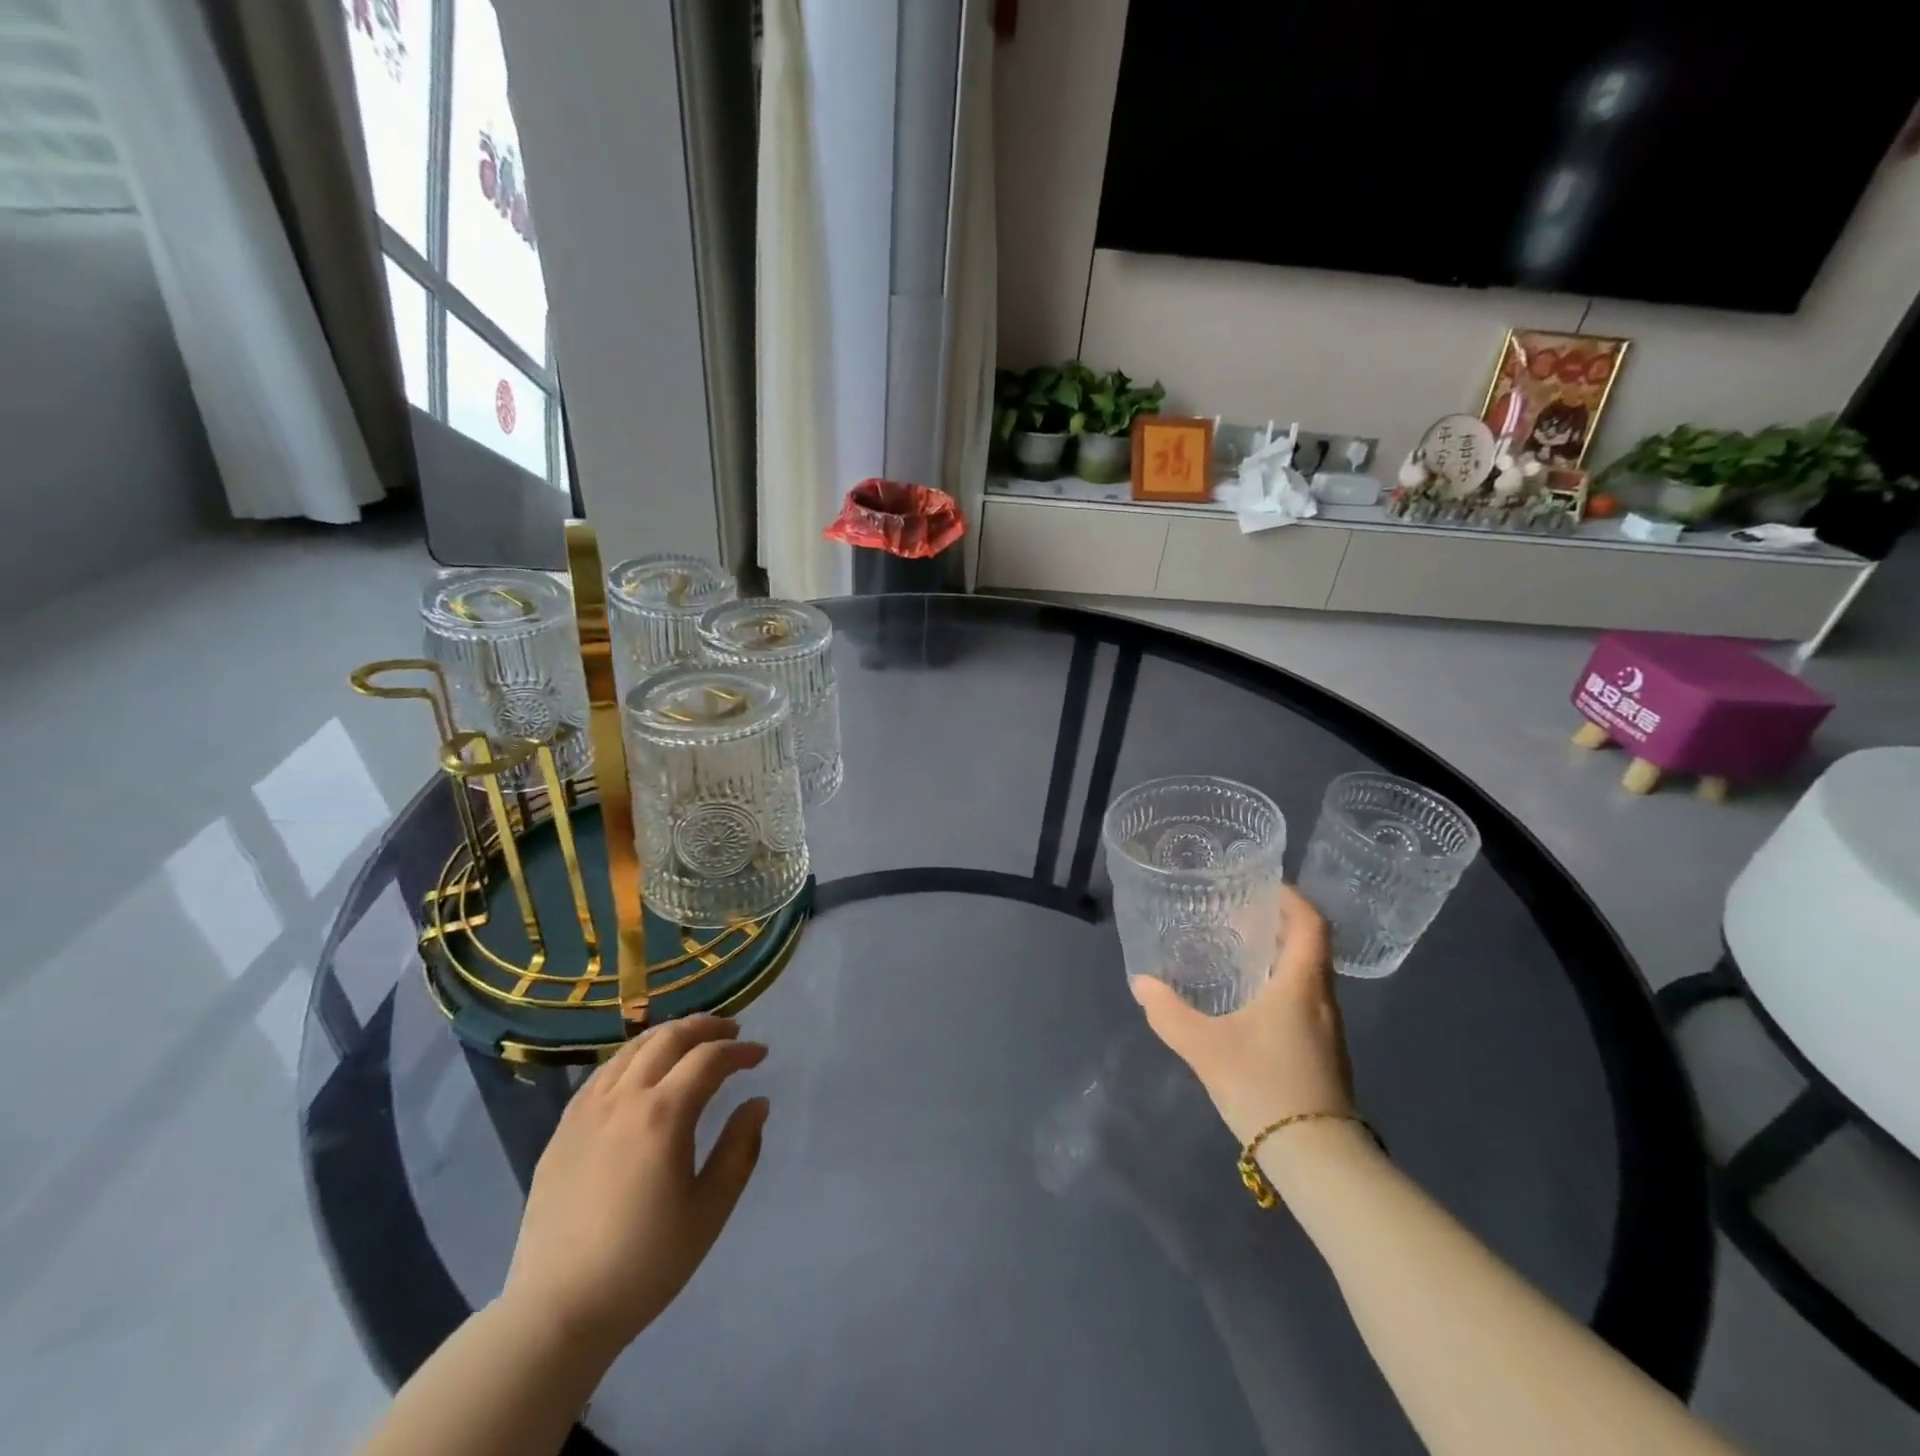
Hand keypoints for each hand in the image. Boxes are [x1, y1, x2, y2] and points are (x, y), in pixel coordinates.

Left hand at [500, 1015, 768, 1359]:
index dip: (740, 1051)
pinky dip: (632, 1058)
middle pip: (668, 1038)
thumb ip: (739, 1148)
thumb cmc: (646, 1263)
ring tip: (690, 1042)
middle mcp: (623, 1098)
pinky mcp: (563, 1129)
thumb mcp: (710, 1208)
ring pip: (632, 1049)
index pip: (709, 1058)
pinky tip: (641, 1072)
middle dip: (705, 1027)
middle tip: (731, 1032)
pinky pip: (603, 1073)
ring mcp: (587, 1111)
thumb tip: (757, 1103)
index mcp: (663, 1114)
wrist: (558, 1311)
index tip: (760, 1055)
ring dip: (668, 1036)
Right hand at [1131, 886, 1353, 1145]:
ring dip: (1282, 955)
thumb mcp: (1205, 1048)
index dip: (1291, 897)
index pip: (1311, 923)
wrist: (1318, 1159)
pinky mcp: (1325, 1053)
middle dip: (1280, 923)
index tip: (1263, 884)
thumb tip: (1141, 983)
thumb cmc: (1265, 1087)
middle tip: (1238, 913)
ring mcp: (1329, 1029)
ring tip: (1239, 951)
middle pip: (1311, 945)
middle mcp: (1323, 999)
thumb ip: (1169, 1013)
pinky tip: (1252, 1001)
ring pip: (1310, 974)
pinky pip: (1307, 999)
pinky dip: (1283, 984)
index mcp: (1301, 985)